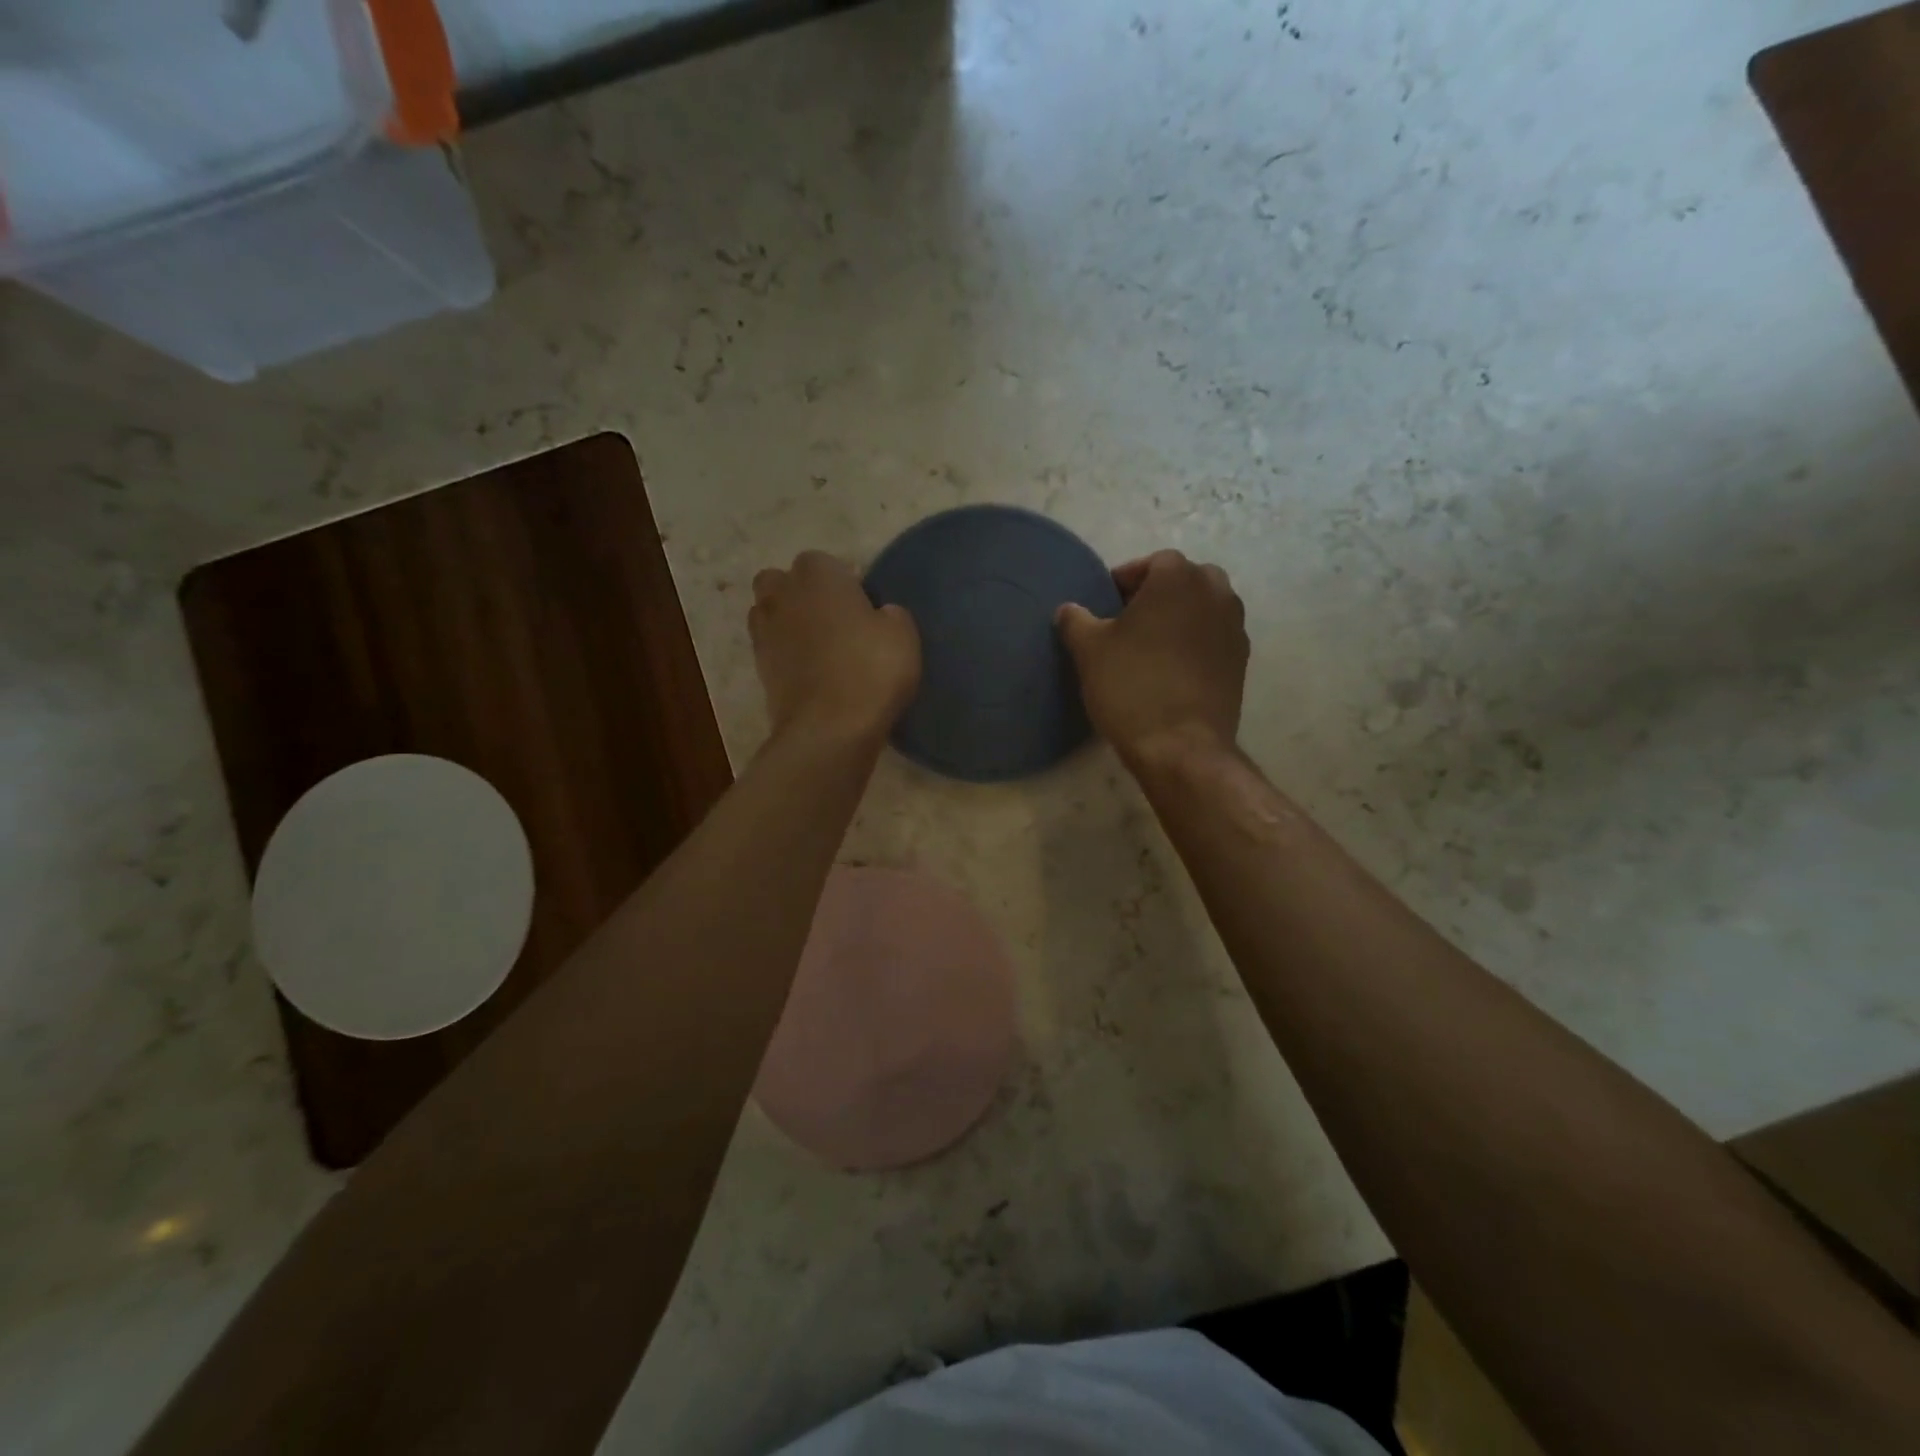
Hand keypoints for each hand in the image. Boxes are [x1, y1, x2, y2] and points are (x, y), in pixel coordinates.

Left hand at [750, 552, 920, 744]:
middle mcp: (782, 595)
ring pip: (768, 612)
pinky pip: (770, 647)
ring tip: (818, 645)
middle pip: (781, 581)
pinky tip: (809, 670)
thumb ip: (890, 614)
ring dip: (787, 621)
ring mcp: (764, 632)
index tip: (861, 603)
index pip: (823, 561)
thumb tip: (880, 615)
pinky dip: (784, 653)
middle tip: (833, 618)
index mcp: (818, 575)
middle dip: (800, 592)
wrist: (829, 729)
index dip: (842, 580)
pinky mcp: (759, 668)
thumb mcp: (903, 635)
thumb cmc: (871, 670)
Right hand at [1056, 550, 1247, 764]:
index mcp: (1178, 578)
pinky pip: (1214, 638)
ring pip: (1203, 608)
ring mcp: (1235, 627)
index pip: (1150, 563)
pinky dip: (1195, 643)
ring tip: (1150, 647)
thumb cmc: (1131, 686)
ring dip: (1179, 618)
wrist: (1180, 746)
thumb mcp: (1089, 650)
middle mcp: (1216, 592)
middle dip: (1157, 595)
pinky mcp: (1241, 661)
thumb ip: (1076, 620)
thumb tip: (1069, 610)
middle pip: (1183, 580)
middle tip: (1128, 622)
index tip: (1105, 605)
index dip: (1124, 581)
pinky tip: (1171, 670)